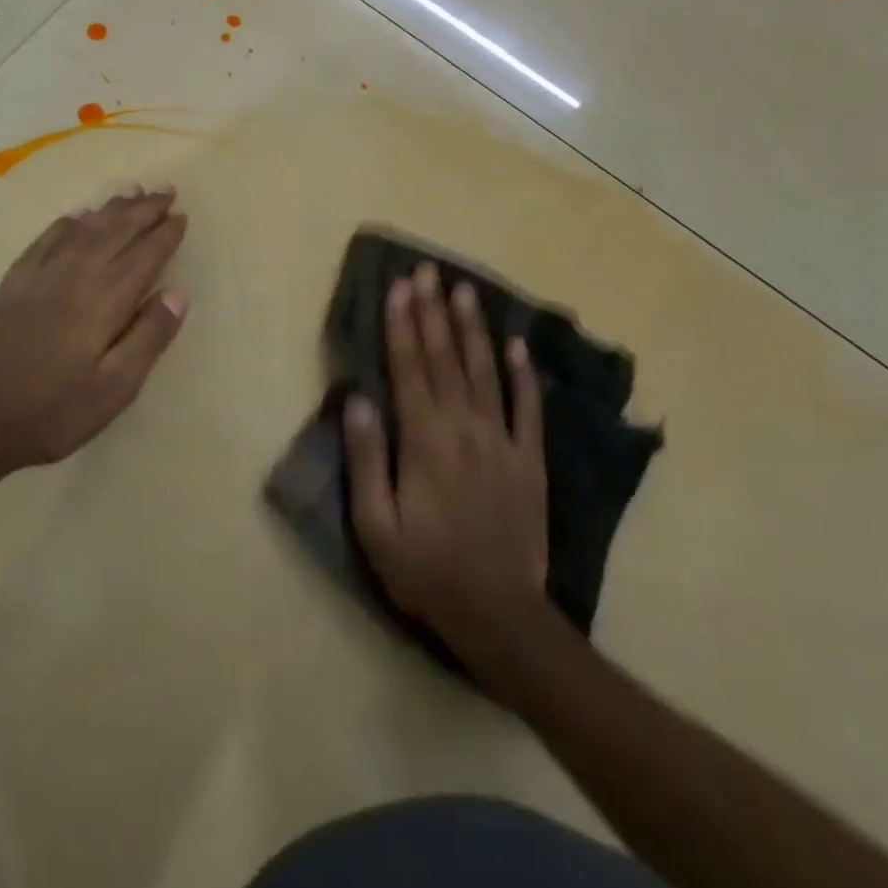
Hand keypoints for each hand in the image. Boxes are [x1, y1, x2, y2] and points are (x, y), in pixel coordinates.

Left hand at [0, 184, 188, 476]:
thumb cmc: (50, 412)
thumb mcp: (113, 390)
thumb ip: (148, 338)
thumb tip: (177, 293)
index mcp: (104, 300)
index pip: (144, 255)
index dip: (165, 234)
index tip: (182, 214)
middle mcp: (74, 274)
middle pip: (115, 231)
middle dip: (143, 210)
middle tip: (165, 190)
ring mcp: (39, 275)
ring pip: (82, 228)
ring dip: (110, 208)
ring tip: (131, 190)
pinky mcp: (12, 282)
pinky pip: (46, 239)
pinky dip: (67, 222)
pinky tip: (76, 215)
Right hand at [343, 262, 551, 664]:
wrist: (499, 616)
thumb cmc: (426, 570)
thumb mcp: (376, 524)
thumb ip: (366, 458)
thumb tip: (357, 398)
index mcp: (424, 440)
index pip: (409, 368)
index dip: (402, 324)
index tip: (399, 286)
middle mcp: (464, 428)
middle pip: (445, 359)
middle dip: (433, 311)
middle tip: (428, 271)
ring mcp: (502, 442)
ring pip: (485, 372)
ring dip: (473, 329)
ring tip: (465, 291)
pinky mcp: (530, 461)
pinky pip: (528, 408)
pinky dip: (523, 374)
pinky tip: (517, 345)